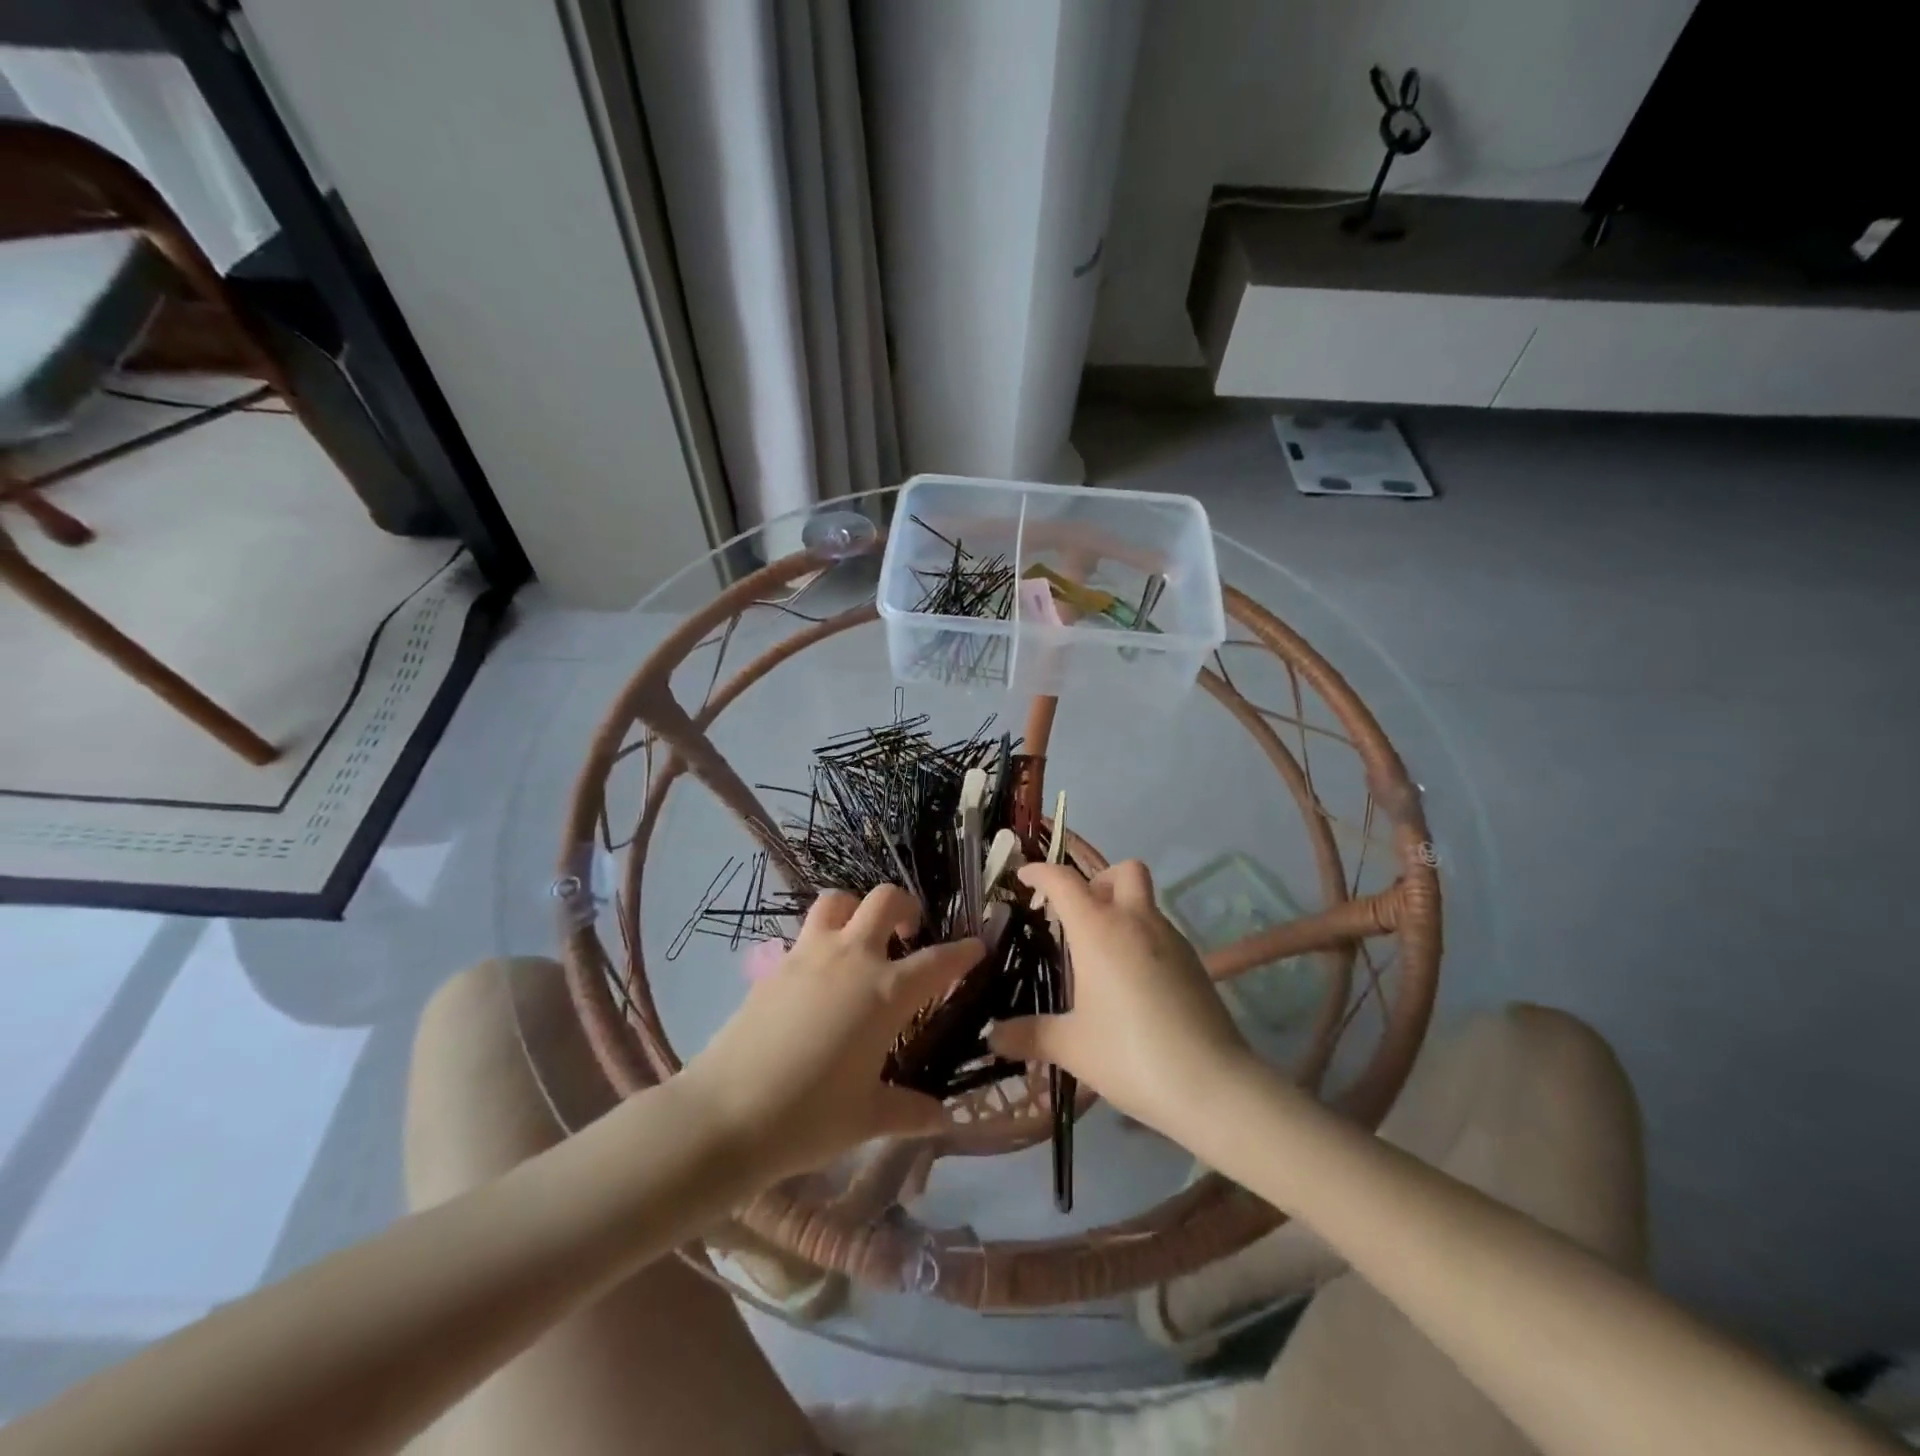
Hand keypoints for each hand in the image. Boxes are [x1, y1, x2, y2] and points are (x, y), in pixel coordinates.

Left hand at [683, 885, 981, 1181]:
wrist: (724, 1115)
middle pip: (885, 901)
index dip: (963, 952)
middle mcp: (852, 959)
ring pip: (838, 900)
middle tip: (911, 933)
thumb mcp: (867, 1118)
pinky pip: (806, 931)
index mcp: (886, 993)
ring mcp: (809, 955)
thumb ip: (909, 1110)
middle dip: (907, 907)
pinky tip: (822, 973)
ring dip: (857, 909)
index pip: (939, 961)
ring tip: (862, 938)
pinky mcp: (776, 965)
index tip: (977, 947)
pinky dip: (823, 936)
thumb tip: (943, 1117)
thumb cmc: (808, 1118)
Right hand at [990, 860, 1256, 1139]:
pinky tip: (1133, 983)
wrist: (1213, 1085)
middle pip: (1123, 871)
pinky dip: (1142, 939)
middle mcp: (1137, 921)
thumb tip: (993, 1036)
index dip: (1040, 872)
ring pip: (1146, 901)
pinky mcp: (1195, 963)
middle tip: (1079, 914)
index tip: (1024, 878)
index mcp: (1099, 930)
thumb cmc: (1130, 1055)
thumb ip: (1029, 1035)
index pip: (1064, 881)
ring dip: (1122, 911)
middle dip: (1098, 880)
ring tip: (1101, 957)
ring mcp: (1172, 939)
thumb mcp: (1071, 1047)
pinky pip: (1162, 932)